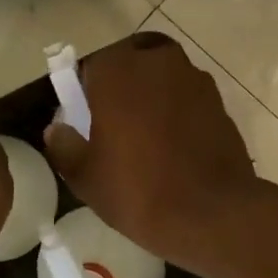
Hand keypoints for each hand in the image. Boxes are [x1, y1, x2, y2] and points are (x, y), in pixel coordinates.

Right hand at [44, 34, 256, 262]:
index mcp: (118, 71)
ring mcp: (195, 80)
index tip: (86, 119)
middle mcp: (158, 62)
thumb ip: (64, 146)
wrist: (212, 215)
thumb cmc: (138, 191)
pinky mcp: (220, 103)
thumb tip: (57, 130)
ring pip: (164, 77)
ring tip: (147, 138)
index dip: (87, 91)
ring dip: (154, 96)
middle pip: (133, 62)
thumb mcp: (85, 178)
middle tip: (116, 124)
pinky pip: (188, 99)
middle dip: (123, 85)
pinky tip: (175, 149)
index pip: (92, 66)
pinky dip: (179, 113)